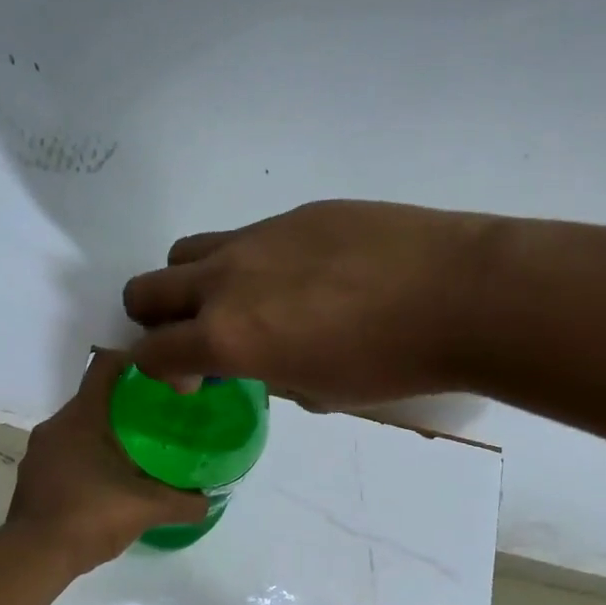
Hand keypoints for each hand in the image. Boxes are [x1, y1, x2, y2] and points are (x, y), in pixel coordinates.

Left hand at [6, 351, 209, 571]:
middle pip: (95, 399)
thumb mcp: (145, 509)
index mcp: (81, 418)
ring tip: (139, 451)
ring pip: (79, 428)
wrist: (33, 557)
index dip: (135, 363)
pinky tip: (110, 481)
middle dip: (127, 405)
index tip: (163, 376)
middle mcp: (56, 426)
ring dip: (107, 434)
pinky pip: (66, 452)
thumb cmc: (89, 517)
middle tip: (161, 419)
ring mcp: (40, 452)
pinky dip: (89, 457)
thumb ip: (182, 503)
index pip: (106, 366)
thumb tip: (208, 502)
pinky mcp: (33, 476)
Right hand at [122, 200, 494, 408]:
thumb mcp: (320, 391)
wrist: (460, 294)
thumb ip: (271, 374)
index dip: (156, 371)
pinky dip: (249, 263)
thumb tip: (264, 360)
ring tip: (242, 302)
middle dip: (155, 319)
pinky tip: (304, 277)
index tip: (189, 379)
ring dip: (193, 283)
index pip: (152, 352)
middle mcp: (226, 280)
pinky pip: (246, 237)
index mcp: (227, 337)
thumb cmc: (390, 364)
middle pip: (145, 289)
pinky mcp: (296, 213)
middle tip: (196, 337)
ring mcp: (258, 238)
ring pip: (188, 252)